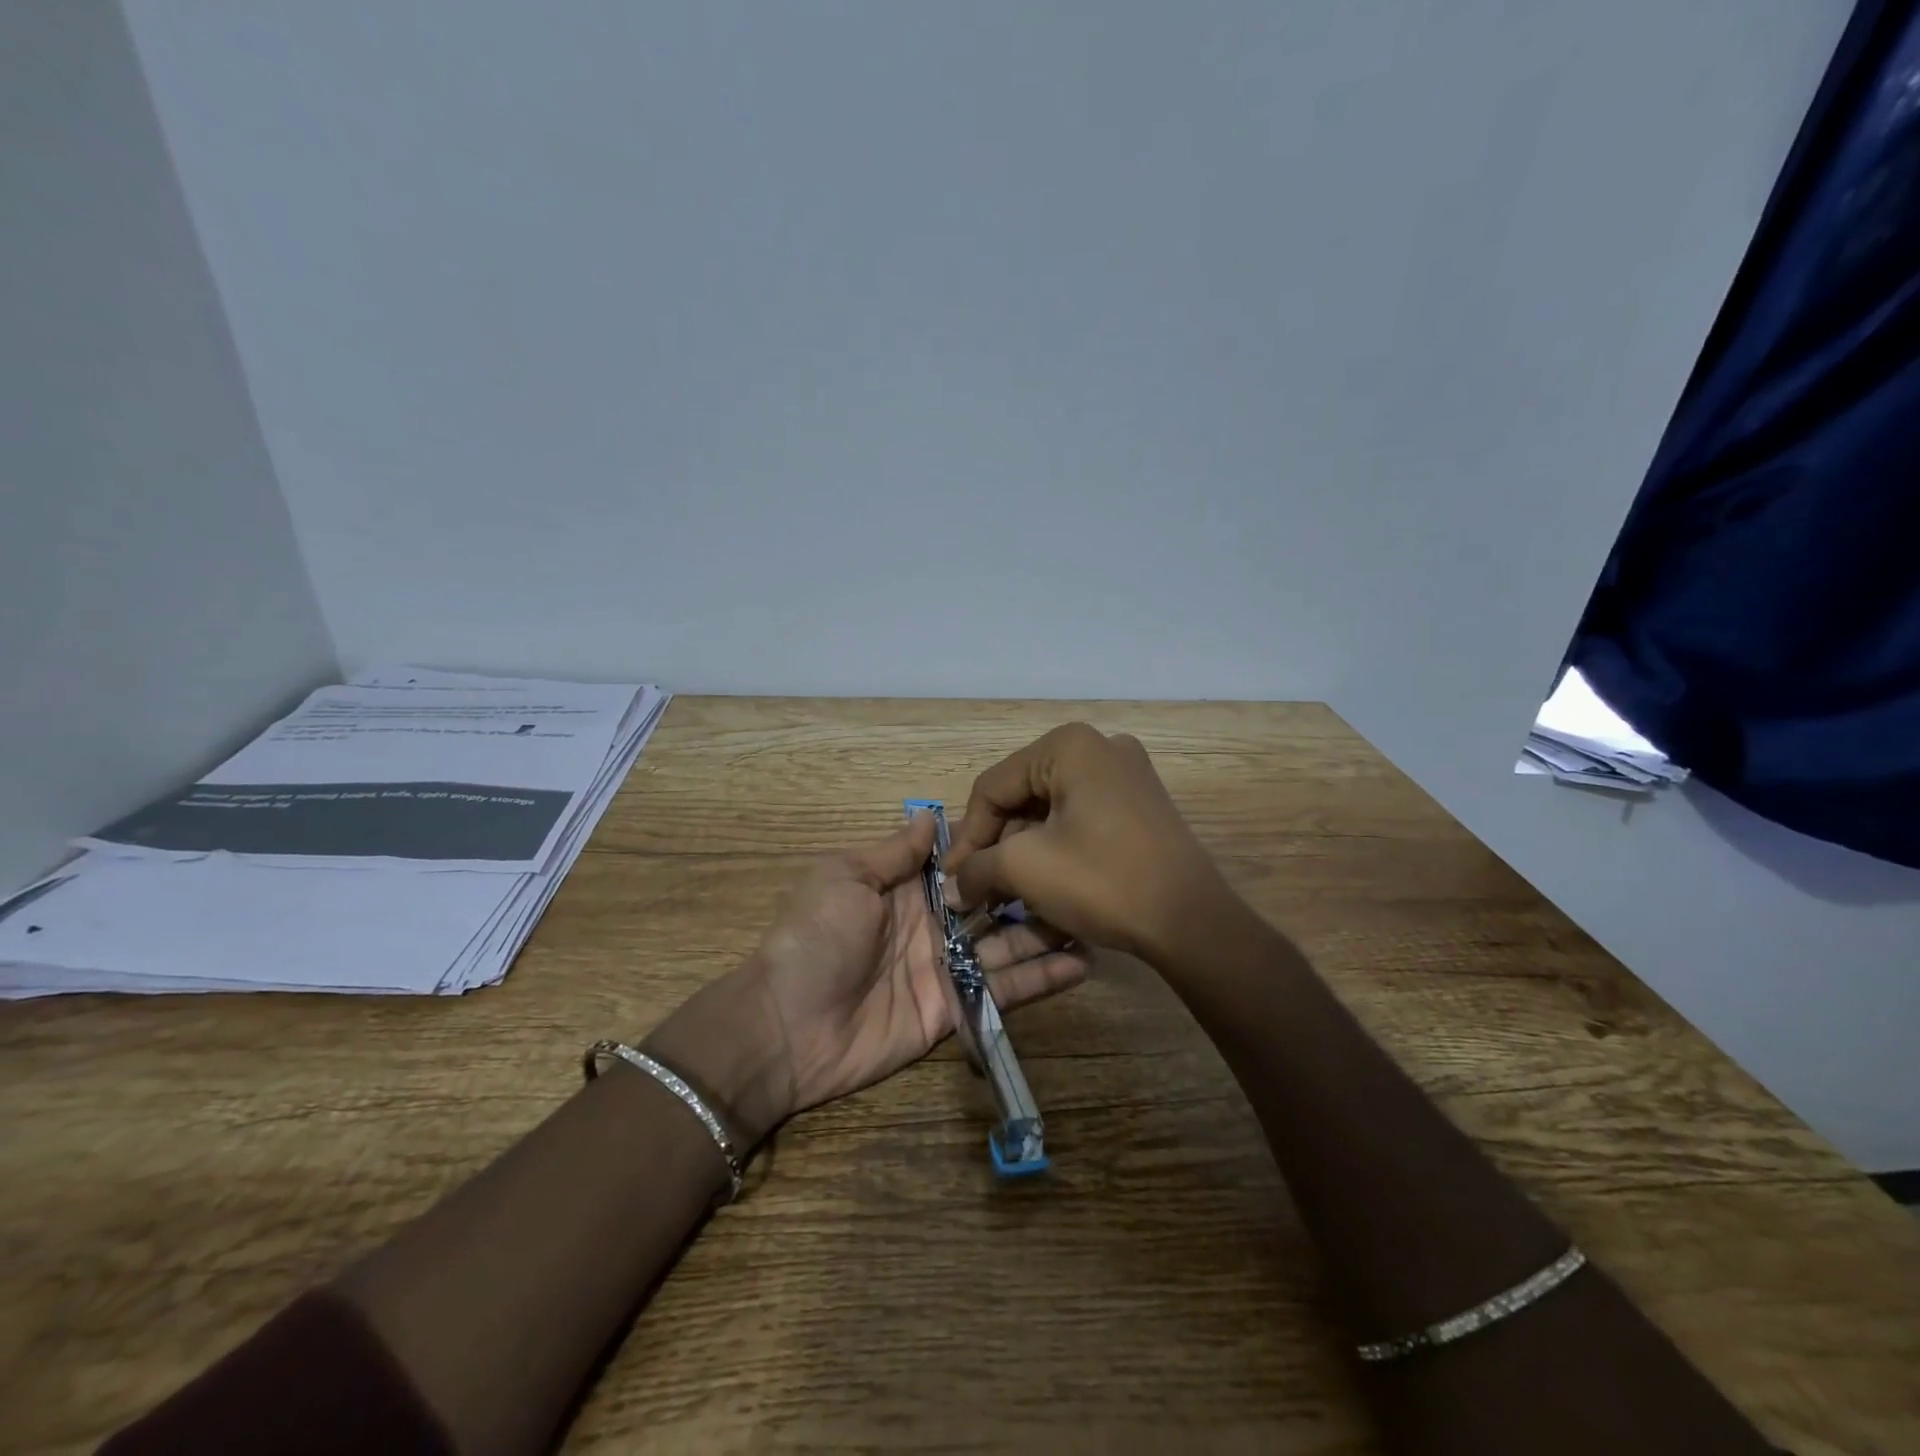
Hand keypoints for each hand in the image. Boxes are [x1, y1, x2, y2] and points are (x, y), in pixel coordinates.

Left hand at [647, 813, 1087, 1145]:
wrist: (785, 1027)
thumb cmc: (814, 937)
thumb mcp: (845, 877)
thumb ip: (894, 852)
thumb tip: (930, 814)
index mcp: (904, 888)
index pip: (961, 862)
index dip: (996, 848)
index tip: (1042, 830)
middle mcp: (932, 924)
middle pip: (991, 903)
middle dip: (1031, 890)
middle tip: (1083, 876)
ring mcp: (945, 968)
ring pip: (1006, 945)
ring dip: (1046, 933)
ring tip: (1094, 918)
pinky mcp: (954, 1009)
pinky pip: (1001, 991)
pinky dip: (1039, 980)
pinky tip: (1081, 965)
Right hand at [944, 723, 1231, 961]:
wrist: (1191, 922)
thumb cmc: (1102, 881)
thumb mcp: (1025, 869)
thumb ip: (977, 868)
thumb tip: (954, 884)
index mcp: (1068, 746)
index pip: (993, 786)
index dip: (967, 836)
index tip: (953, 880)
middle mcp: (1100, 746)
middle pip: (1023, 795)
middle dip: (997, 844)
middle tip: (979, 887)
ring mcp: (1127, 774)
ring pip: (1051, 809)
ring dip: (1024, 850)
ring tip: (1008, 892)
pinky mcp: (1142, 804)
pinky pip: (1082, 818)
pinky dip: (1057, 847)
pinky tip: (1047, 883)